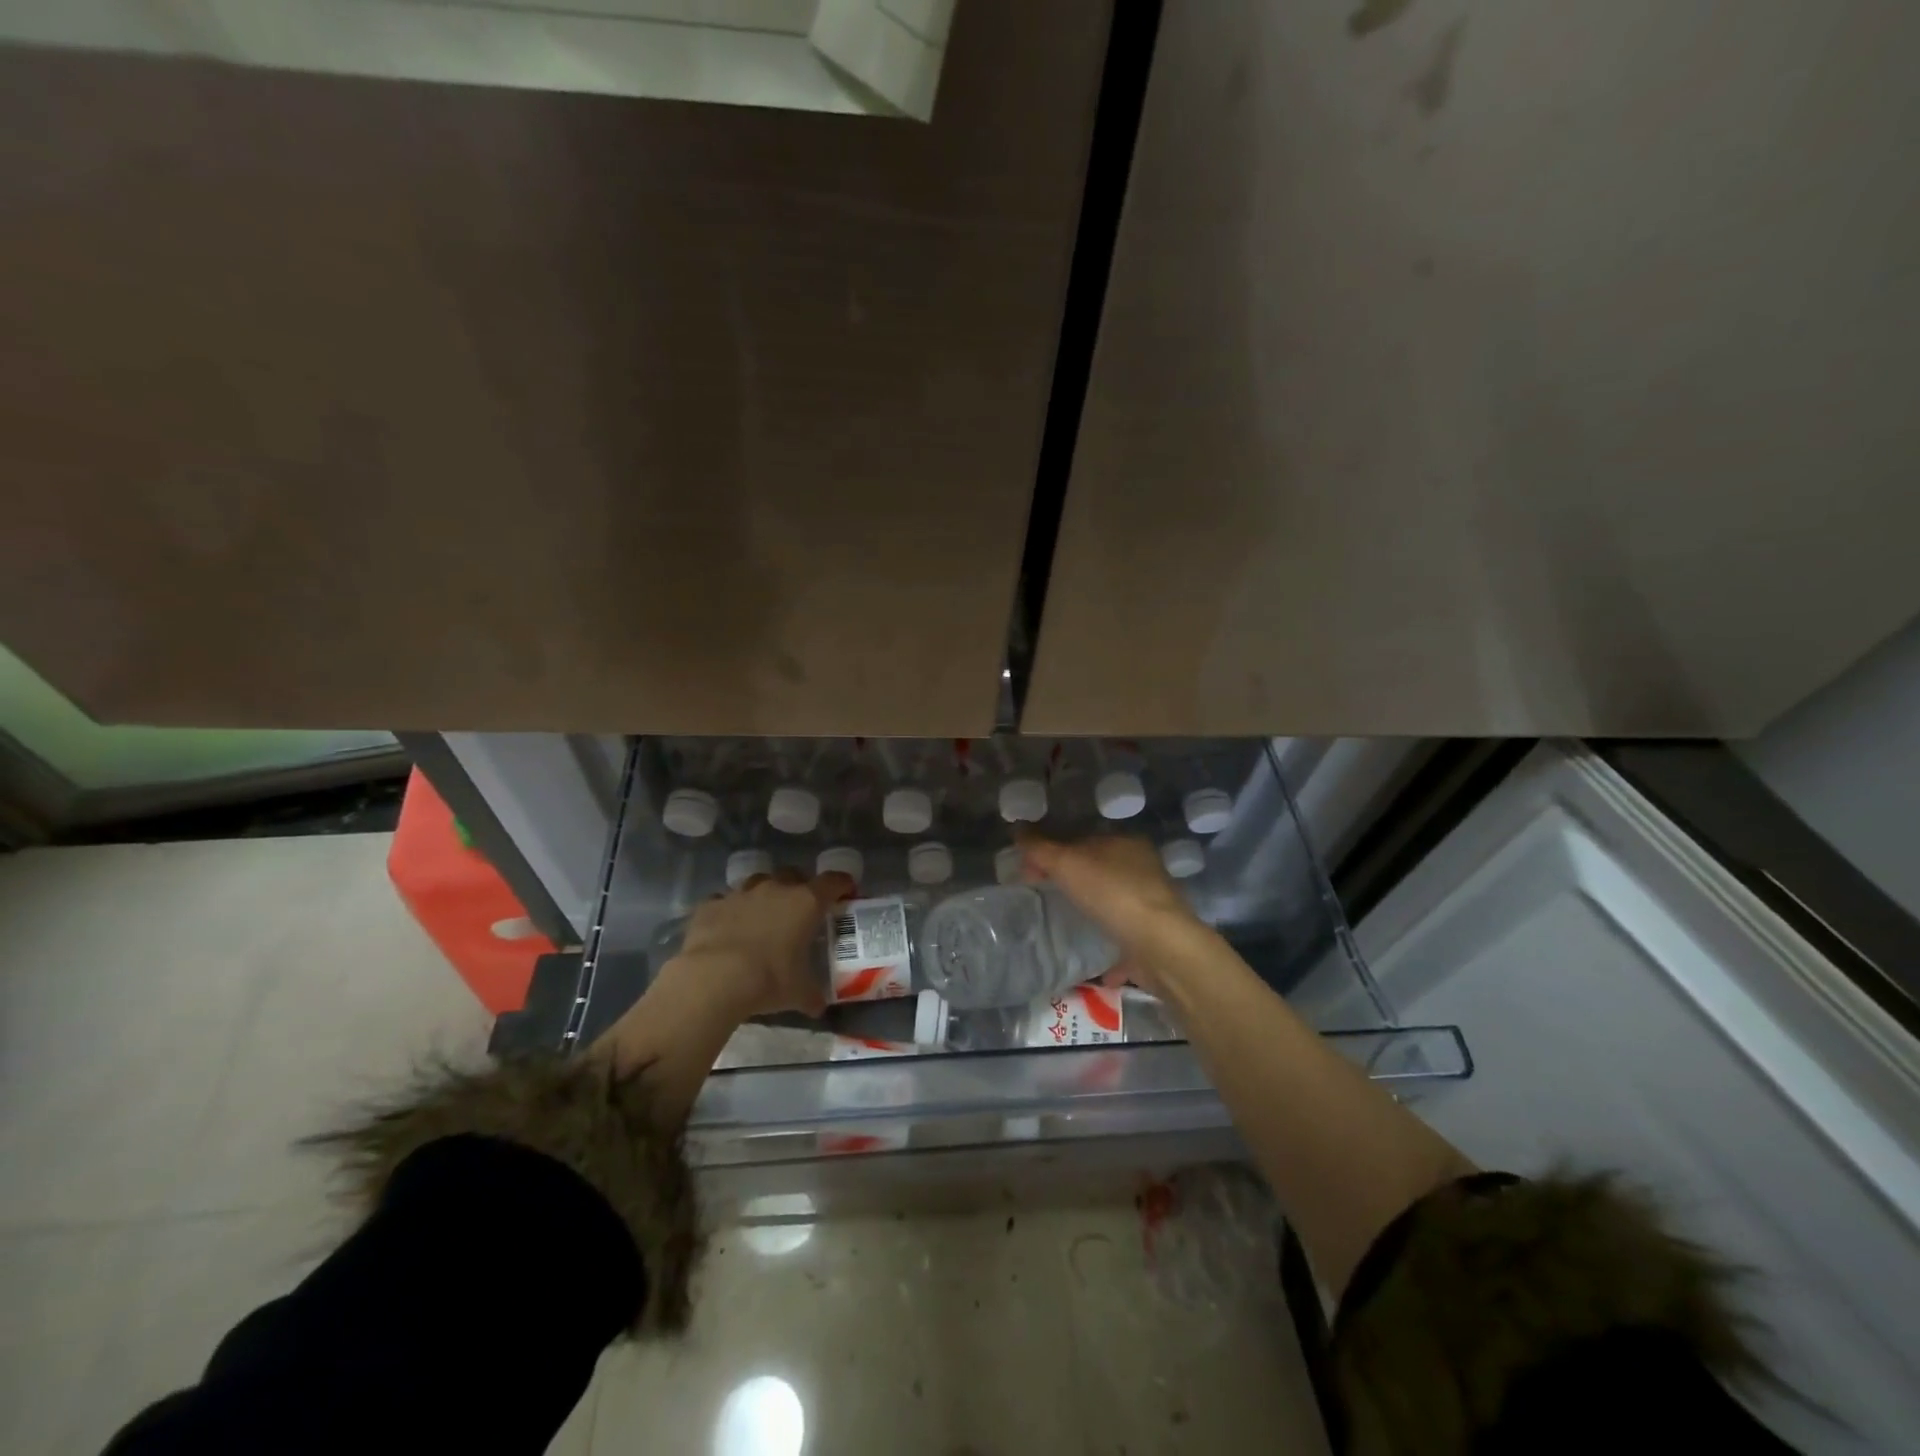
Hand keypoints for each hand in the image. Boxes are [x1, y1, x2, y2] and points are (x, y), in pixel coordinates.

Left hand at [667, 869, 855, 1020]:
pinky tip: (726, 928)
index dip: (842, 884)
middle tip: (800, 908)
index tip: (846, 892)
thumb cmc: (768, 980)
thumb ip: (812, 995)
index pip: (833, 882)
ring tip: (762, 916)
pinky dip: (728, 911)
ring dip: (763, 894)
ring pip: (757, 882)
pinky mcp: (711, 905)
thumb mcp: (799, 993)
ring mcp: (740, 893)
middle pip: (793, 874)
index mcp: (805, 903)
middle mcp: (775, 889)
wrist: (714, 978)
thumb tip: (818, 1007)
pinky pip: (723, 901)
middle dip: (799, 886)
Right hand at [1013, 833, 1205, 994]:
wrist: (1160, 946)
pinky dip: (1106, 942)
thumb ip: (1040, 848)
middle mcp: (1142, 868)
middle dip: (1071, 881)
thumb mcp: (1067, 864)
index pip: (1081, 839)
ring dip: (1090, 910)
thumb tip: (1016, 829)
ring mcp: (1150, 903)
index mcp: (1125, 843)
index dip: (1052, 851)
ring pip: (1111, 901)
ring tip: (1062, 923)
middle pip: (1097, 869)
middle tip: (1042, 896)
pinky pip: (1122, 935)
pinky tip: (1088, 956)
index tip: (1030, 872)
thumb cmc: (1112, 893)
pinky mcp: (1153, 935)